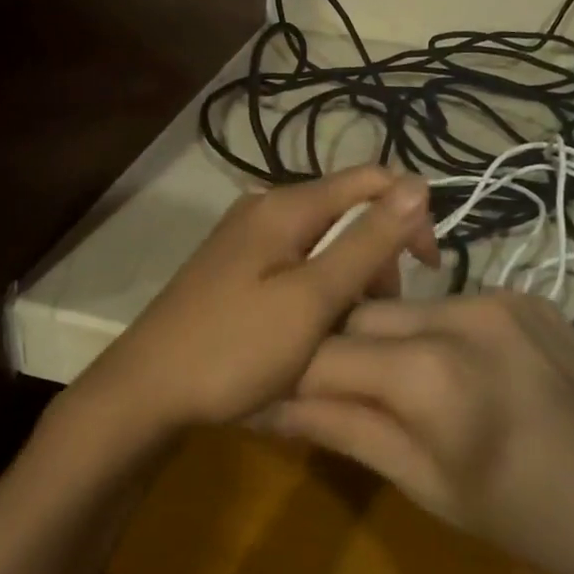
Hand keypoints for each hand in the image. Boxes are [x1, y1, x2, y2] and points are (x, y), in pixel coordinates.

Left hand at [74, 167, 438, 435]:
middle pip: (347, 211)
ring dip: (350, 277)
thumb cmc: (234, 348)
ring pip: (323, 242)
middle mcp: (265, 209)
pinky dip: (319, 289)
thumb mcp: (312, 299)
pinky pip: (296, 264)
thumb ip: (366, 242)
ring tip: (347, 330)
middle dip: (377, 254)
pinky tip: (314, 328)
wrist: (145, 392)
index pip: (371, 181)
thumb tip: (418, 185)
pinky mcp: (235, 268)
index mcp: (285, 206)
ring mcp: (246, 239)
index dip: (410, 214)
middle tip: (377, 313)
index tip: (428, 268)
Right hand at [257, 291, 573, 573]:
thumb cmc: (532, 522)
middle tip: (326, 395)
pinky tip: (450, 375)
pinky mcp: (526, 295)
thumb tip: (265, 405)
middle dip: (331, 352)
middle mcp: (461, 312)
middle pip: (358, 315)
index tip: (264, 394)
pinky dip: (429, 333)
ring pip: (401, 306)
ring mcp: (499, 295)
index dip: (285, 375)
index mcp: (431, 372)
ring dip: (380, 341)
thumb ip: (343, 430)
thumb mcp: (427, 485)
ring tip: (391, 389)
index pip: (322, 354)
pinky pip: (449, 305)